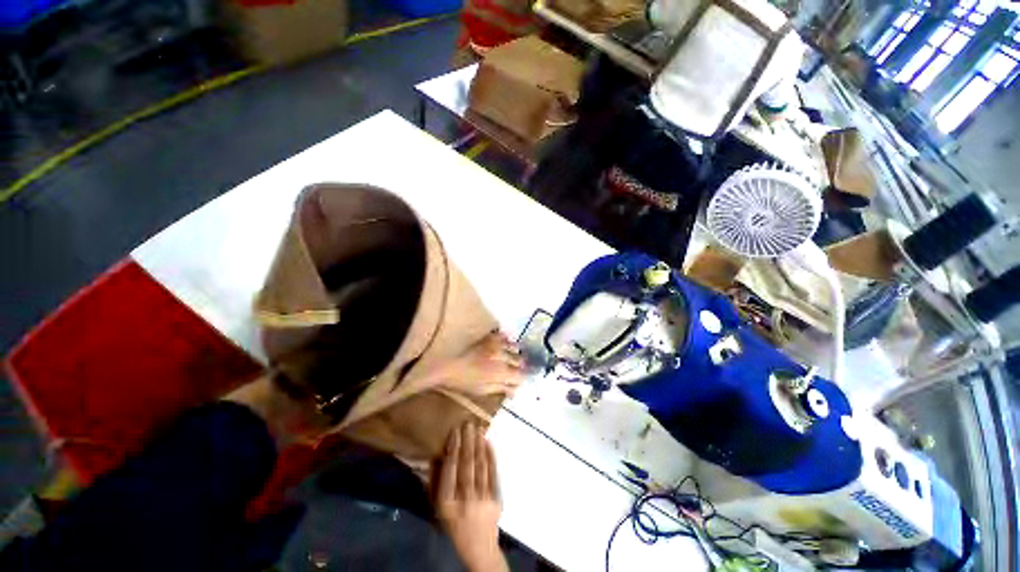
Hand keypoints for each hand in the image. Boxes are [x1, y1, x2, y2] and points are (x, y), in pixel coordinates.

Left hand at [429, 332, 524, 396]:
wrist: (444, 362)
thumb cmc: (461, 381)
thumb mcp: (481, 390)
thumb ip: (501, 388)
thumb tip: (515, 391)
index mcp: (500, 372)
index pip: (521, 375)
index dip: (521, 379)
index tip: (518, 382)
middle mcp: (502, 355)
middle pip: (520, 360)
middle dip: (519, 366)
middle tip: (514, 371)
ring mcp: (496, 343)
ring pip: (515, 346)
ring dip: (514, 353)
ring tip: (510, 358)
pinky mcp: (489, 335)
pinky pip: (504, 336)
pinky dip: (506, 341)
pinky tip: (502, 346)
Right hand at [435, 422, 508, 571]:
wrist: (480, 549)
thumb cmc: (455, 526)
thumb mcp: (439, 509)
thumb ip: (436, 483)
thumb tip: (438, 455)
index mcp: (446, 505)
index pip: (449, 472)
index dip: (453, 450)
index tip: (455, 432)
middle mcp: (464, 501)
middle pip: (466, 466)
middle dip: (467, 442)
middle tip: (468, 423)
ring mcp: (482, 500)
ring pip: (480, 467)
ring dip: (479, 445)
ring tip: (478, 428)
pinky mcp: (496, 499)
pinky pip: (493, 473)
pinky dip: (491, 456)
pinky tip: (488, 442)